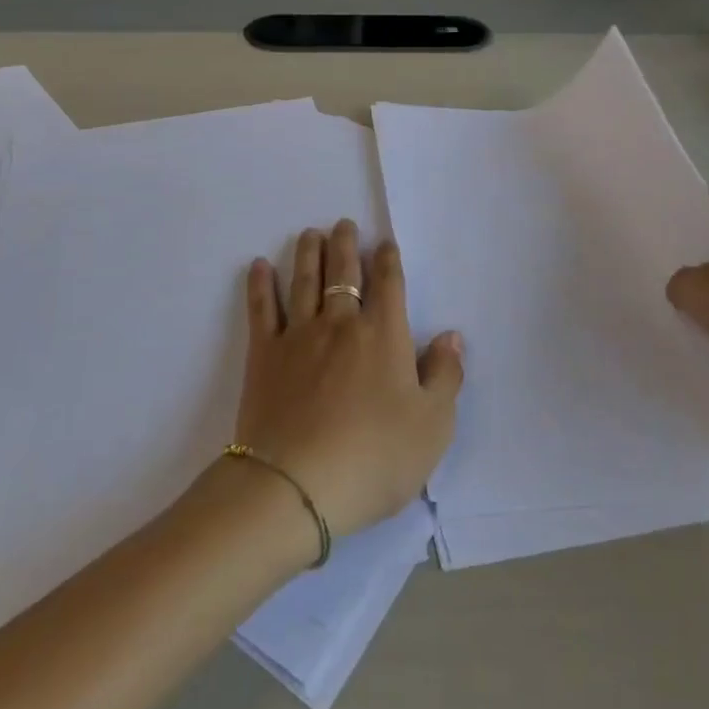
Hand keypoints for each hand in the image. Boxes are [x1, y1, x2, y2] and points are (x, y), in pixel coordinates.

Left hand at [234, 219, 463, 539]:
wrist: (297, 484)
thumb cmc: (374, 458)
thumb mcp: (432, 426)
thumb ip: (445, 376)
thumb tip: (451, 336)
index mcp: (383, 336)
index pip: (388, 284)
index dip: (387, 260)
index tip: (384, 243)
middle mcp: (341, 324)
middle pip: (343, 273)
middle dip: (345, 245)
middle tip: (343, 224)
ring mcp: (298, 336)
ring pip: (304, 281)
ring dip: (308, 253)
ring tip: (309, 234)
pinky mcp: (264, 355)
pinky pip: (262, 309)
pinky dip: (260, 284)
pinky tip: (257, 266)